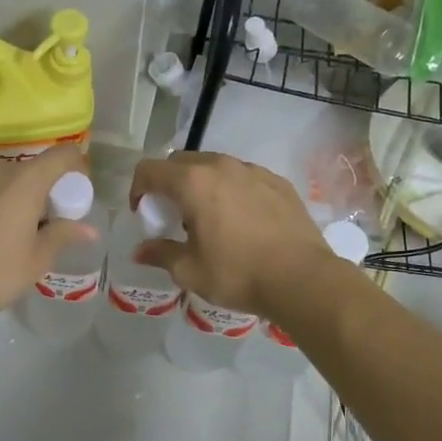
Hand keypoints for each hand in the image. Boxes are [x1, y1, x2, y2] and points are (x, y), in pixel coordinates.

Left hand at [0, 144, 97, 324]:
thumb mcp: (38, 258)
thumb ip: (64, 234)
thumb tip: (90, 230)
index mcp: (25, 180)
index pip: (63, 155)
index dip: (77, 169)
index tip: (75, 196)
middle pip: (33, 168)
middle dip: (46, 189)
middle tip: (48, 222)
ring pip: (6, 178)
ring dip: (18, 195)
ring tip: (17, 229)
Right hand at [129, 152, 333, 318]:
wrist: (302, 278)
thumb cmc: (238, 273)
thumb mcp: (190, 270)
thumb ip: (161, 254)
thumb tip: (140, 251)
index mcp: (193, 182)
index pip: (150, 170)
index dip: (138, 189)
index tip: (143, 212)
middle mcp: (221, 166)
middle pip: (181, 162)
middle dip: (168, 183)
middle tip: (173, 214)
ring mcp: (253, 171)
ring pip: (214, 166)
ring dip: (201, 184)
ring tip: (208, 217)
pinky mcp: (278, 182)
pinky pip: (243, 177)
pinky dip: (231, 189)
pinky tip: (241, 219)